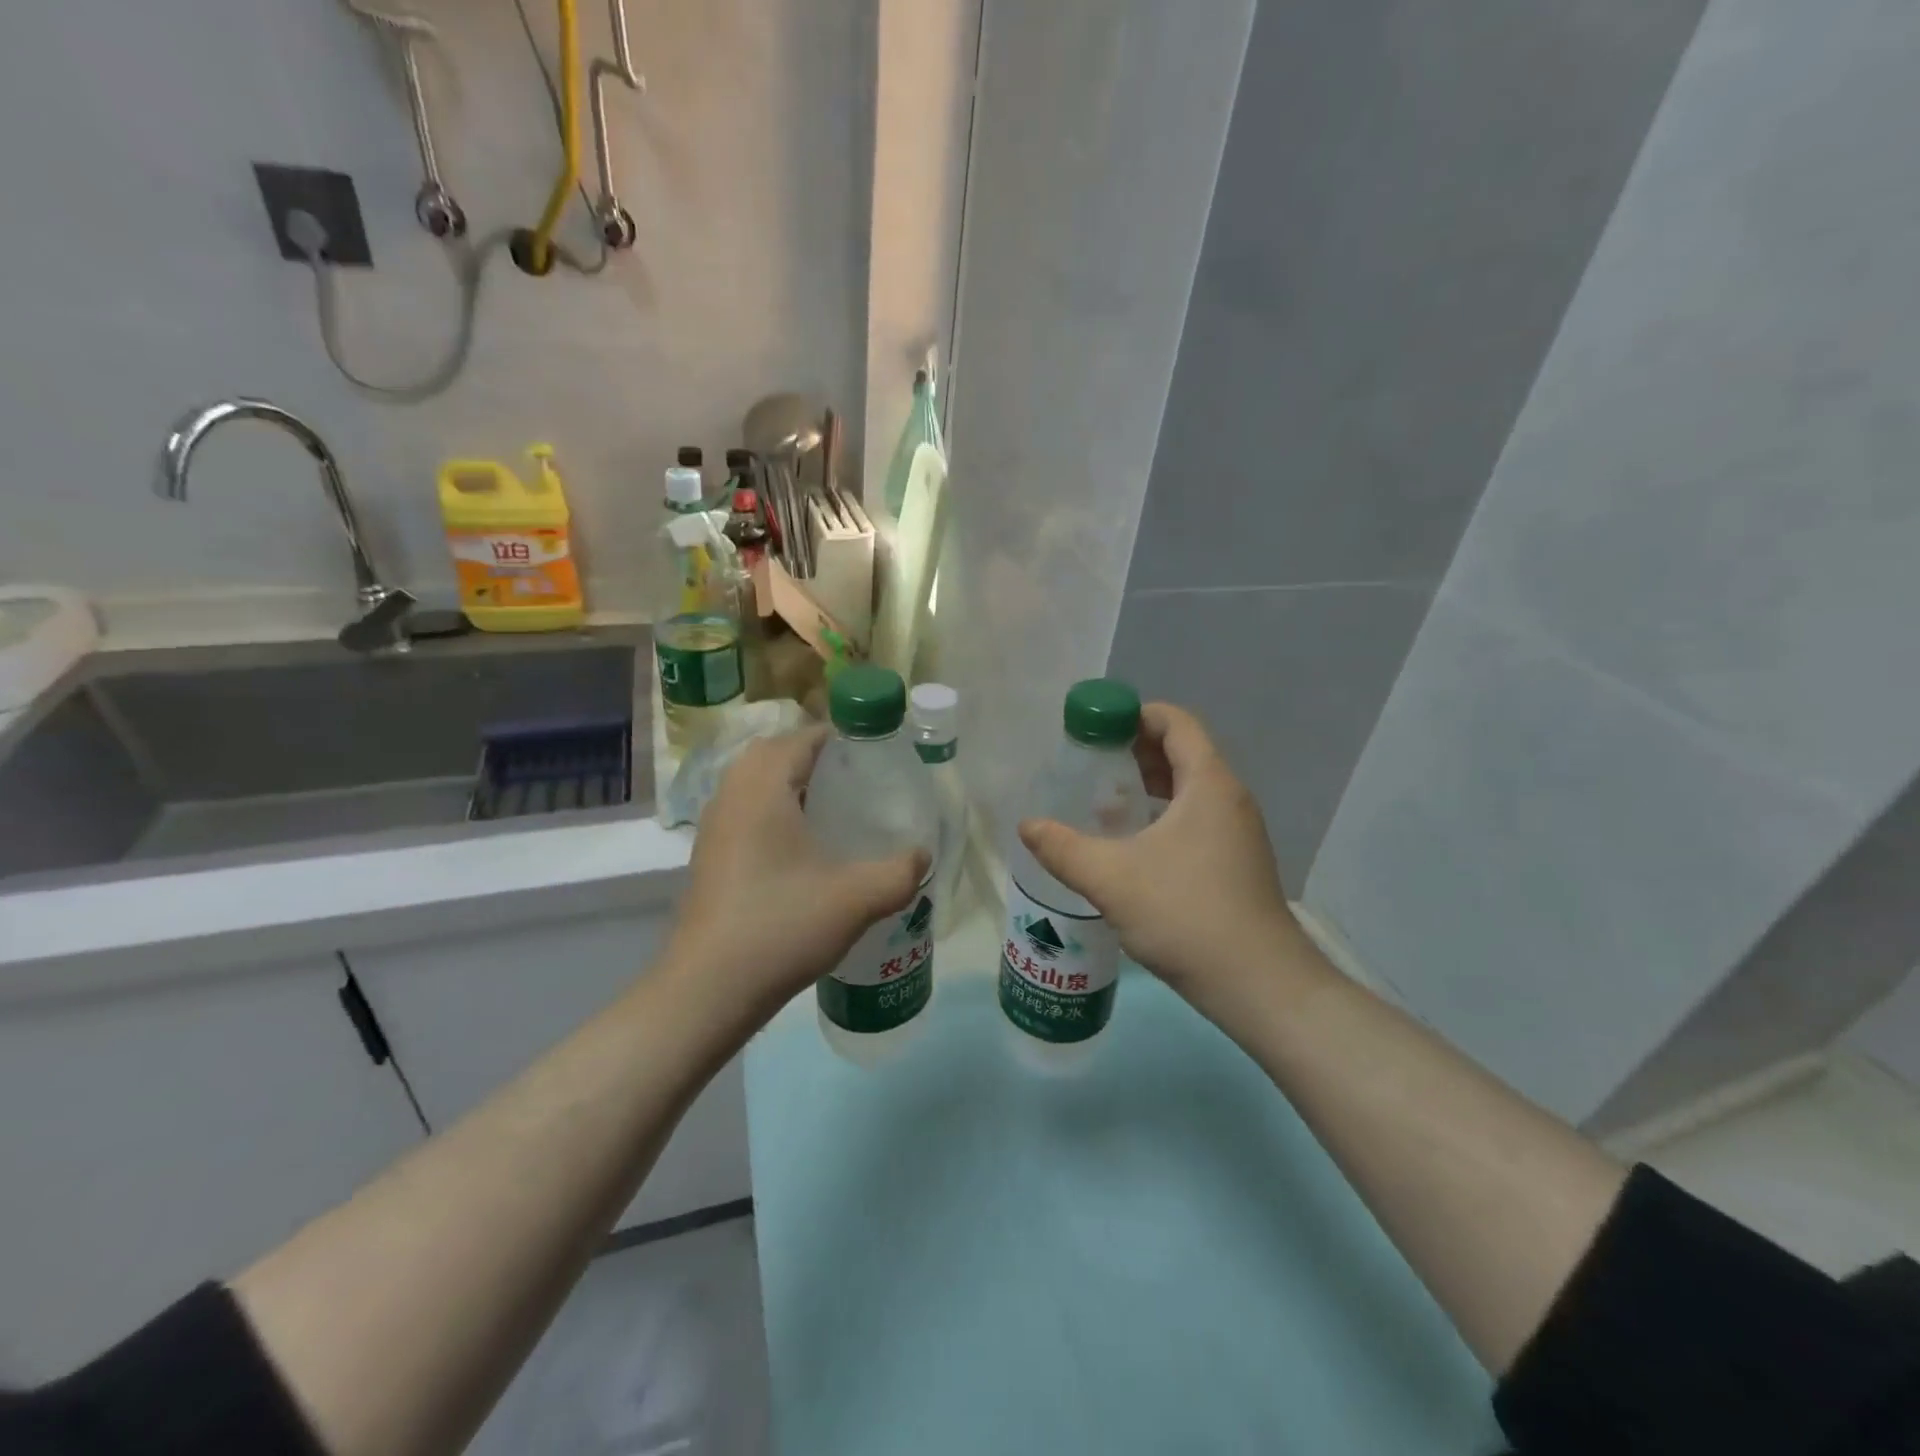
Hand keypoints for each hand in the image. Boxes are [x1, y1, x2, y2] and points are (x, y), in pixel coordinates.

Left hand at [662, 727, 928, 1038]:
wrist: (709, 989)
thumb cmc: (782, 927)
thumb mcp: (857, 898)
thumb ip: (899, 872)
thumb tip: (923, 856)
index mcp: (763, 788)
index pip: (802, 738)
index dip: (840, 739)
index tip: (875, 757)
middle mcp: (731, 795)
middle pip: (773, 753)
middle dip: (813, 758)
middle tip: (853, 782)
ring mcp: (713, 827)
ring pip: (753, 783)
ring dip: (789, 785)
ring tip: (831, 811)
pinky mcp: (708, 857)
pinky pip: (743, 811)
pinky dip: (771, 812)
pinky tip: (800, 850)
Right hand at [1018, 703, 1314, 1021]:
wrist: (1259, 985)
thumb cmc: (1186, 915)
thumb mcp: (1111, 879)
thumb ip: (1063, 848)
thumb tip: (1027, 826)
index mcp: (1208, 784)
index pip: (1175, 722)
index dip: (1134, 715)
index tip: (1094, 728)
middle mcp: (1230, 799)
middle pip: (1182, 752)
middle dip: (1134, 751)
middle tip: (1090, 763)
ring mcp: (1238, 832)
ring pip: (1189, 789)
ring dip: (1148, 786)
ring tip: (1104, 801)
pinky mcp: (1237, 862)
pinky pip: (1197, 818)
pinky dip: (1163, 815)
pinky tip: (1132, 845)